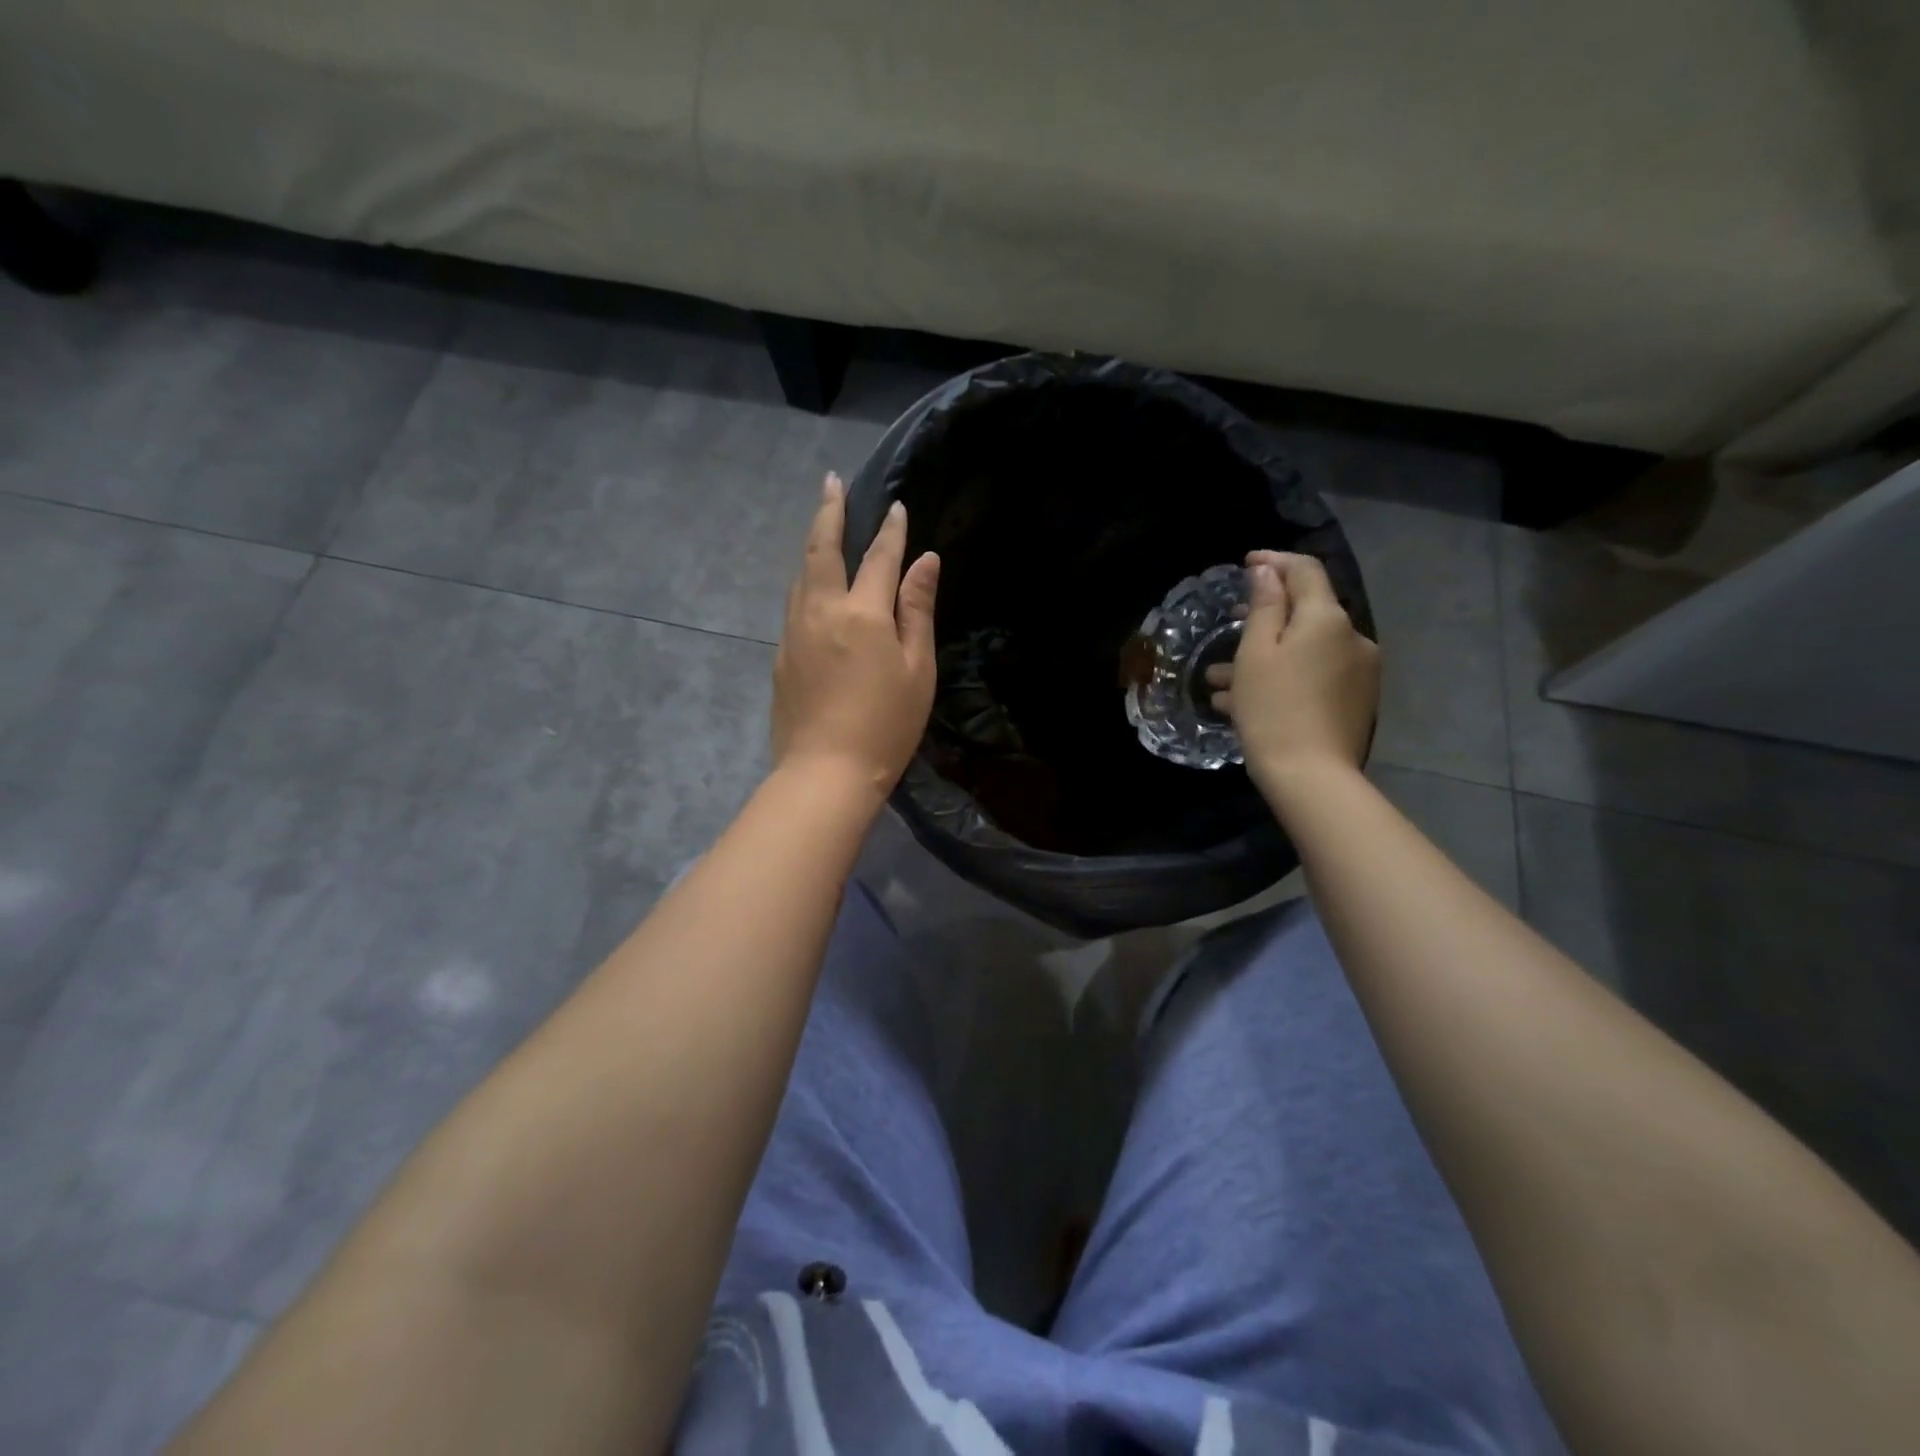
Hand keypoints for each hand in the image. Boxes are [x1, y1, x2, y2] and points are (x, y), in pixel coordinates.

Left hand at [771, 473, 939, 800]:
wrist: (824, 772)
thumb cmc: (886, 725)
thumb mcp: (917, 670)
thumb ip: (917, 610)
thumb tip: (925, 562)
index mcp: (861, 613)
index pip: (878, 558)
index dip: (890, 531)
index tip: (896, 506)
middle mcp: (821, 610)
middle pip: (821, 549)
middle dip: (829, 512)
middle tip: (831, 482)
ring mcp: (794, 632)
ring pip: (801, 574)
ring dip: (813, 544)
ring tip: (822, 525)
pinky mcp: (781, 655)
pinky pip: (794, 602)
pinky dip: (806, 580)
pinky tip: (813, 584)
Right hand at [1206, 551, 1378, 792]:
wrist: (1311, 776)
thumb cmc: (1273, 708)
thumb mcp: (1256, 653)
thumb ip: (1264, 606)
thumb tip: (1267, 570)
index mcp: (1327, 618)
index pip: (1305, 571)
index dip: (1275, 561)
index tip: (1245, 563)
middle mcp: (1352, 637)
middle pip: (1305, 613)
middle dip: (1263, 618)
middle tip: (1226, 628)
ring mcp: (1358, 672)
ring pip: (1304, 650)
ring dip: (1265, 657)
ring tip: (1220, 682)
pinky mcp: (1355, 701)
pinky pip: (1314, 676)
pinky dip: (1283, 678)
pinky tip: (1245, 703)